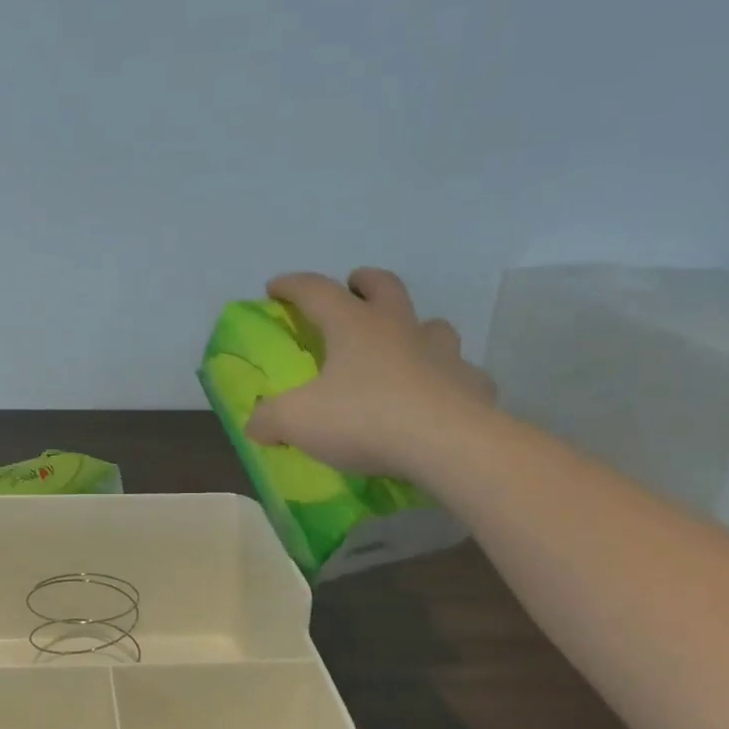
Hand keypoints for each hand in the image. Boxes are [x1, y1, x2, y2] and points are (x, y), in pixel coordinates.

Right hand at [245, 268, 496, 478]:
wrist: (448, 446)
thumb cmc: (364, 419)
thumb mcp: (297, 421)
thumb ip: (269, 419)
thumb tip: (256, 424)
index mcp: (353, 326)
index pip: (316, 290)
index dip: (292, 286)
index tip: (274, 288)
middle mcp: (399, 329)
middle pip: (385, 286)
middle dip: (365, 282)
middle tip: (353, 289)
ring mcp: (443, 354)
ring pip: (432, 326)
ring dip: (414, 329)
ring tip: (401, 348)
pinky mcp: (472, 386)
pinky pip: (461, 374)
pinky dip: (447, 380)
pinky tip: (438, 398)